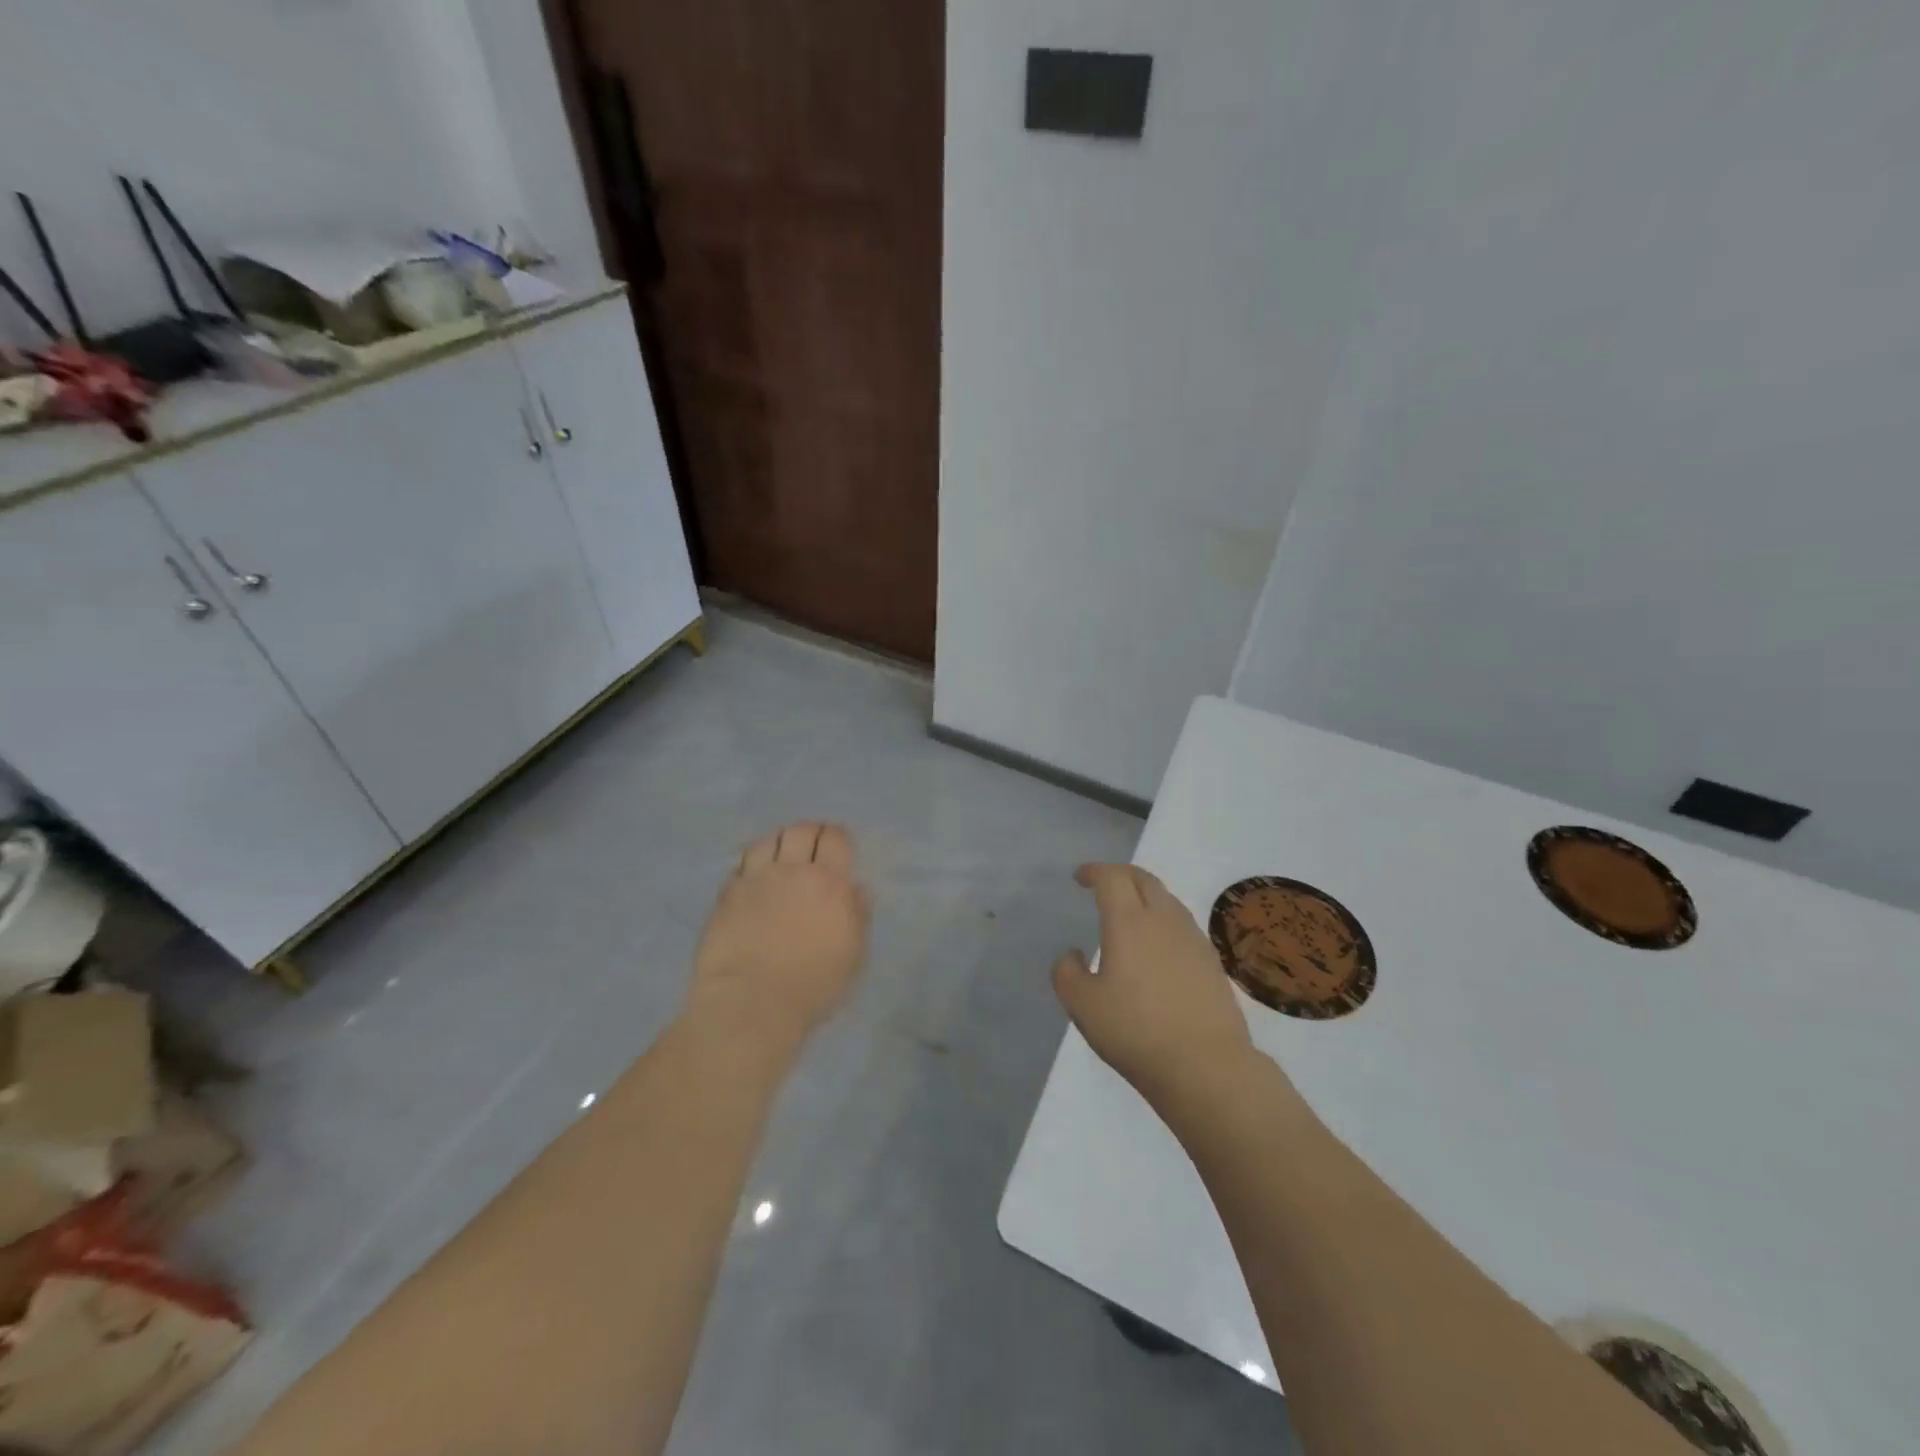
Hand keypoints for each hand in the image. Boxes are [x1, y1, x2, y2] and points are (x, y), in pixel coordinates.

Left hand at [689, 822, 871, 1048]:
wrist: (751, 1004)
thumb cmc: (812, 985)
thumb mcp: (853, 955)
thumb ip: (858, 916)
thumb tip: (856, 890)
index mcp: (828, 882)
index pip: (834, 839)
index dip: (837, 837)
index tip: (839, 844)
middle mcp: (791, 870)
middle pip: (799, 831)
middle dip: (809, 832)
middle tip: (812, 844)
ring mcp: (754, 880)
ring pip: (766, 841)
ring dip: (778, 842)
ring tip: (781, 854)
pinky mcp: (726, 895)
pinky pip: (740, 866)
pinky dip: (751, 865)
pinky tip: (754, 877)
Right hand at [1054, 863, 1258, 1108]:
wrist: (1207, 1066)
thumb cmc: (1136, 1031)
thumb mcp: (1083, 1006)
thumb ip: (1067, 974)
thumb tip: (1072, 954)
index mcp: (1129, 922)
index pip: (1111, 878)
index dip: (1094, 872)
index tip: (1080, 877)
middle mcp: (1163, 920)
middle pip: (1144, 879)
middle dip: (1121, 874)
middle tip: (1104, 883)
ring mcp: (1193, 939)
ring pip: (1167, 900)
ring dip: (1145, 895)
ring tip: (1130, 912)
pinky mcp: (1212, 962)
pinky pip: (1183, 924)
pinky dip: (1164, 919)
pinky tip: (1158, 945)